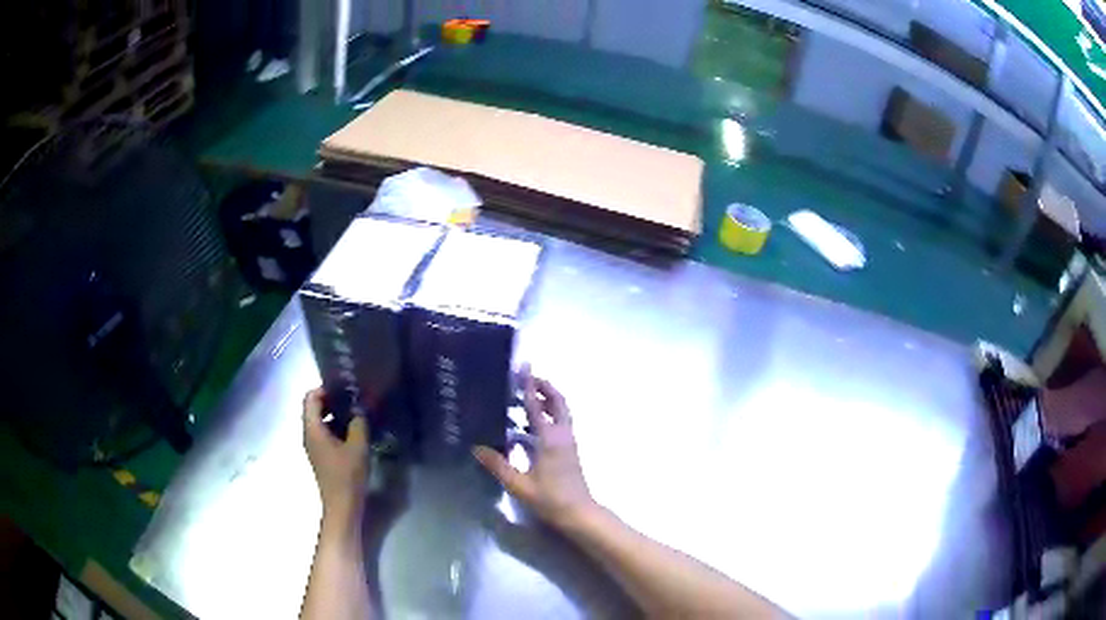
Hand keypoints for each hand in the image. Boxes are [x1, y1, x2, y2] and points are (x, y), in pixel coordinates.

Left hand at [303, 388, 369, 519]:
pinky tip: (355, 433)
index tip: (344, 389)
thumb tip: (359, 410)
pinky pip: (325, 434)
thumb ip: (358, 423)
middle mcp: (309, 435)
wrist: (342, 506)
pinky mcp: (321, 456)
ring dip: (336, 415)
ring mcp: (314, 446)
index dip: (325, 389)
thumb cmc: (347, 476)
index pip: (310, 398)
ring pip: (320, 422)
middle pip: (314, 409)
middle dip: (332, 401)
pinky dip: (337, 428)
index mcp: (312, 429)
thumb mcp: (357, 447)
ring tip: (357, 415)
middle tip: (354, 400)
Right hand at [473, 367, 596, 529]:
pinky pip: (559, 424)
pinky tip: (527, 428)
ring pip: (561, 412)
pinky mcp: (569, 451)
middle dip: (544, 387)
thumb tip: (477, 448)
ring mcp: (568, 442)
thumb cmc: (551, 498)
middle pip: (557, 402)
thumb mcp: (520, 484)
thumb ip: (498, 466)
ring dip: (547, 400)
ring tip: (525, 397)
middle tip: (526, 377)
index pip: (538, 405)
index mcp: (550, 439)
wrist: (579, 513)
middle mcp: (562, 435)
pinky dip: (547, 416)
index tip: (524, 367)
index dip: (529, 385)